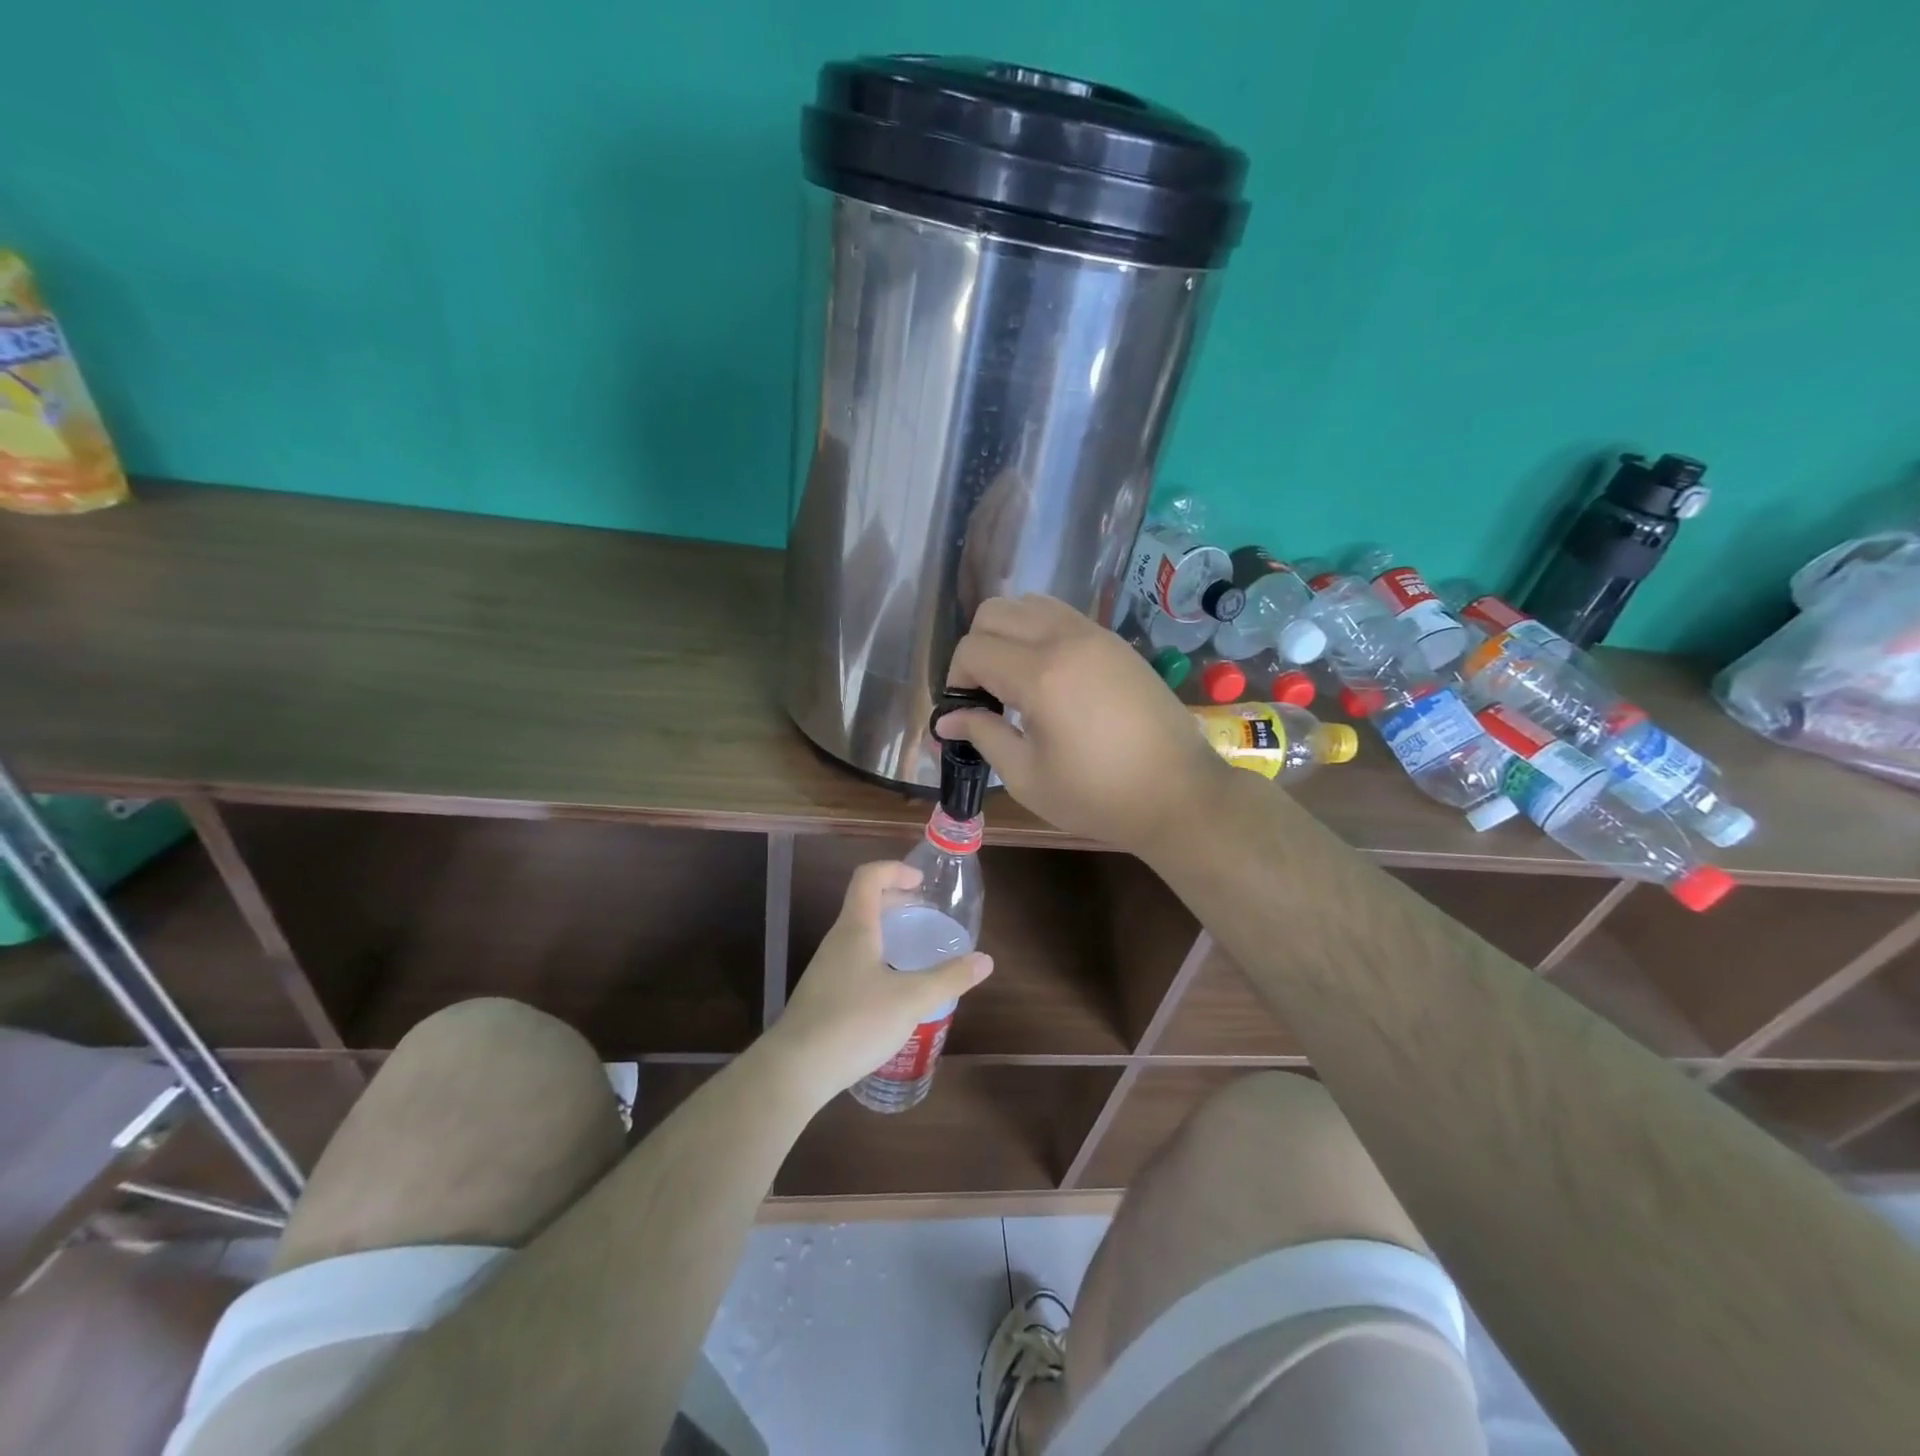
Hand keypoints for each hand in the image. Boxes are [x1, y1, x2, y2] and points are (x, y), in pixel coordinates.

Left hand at [771, 861, 992, 1104]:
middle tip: (926, 912)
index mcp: (856, 928)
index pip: (868, 877)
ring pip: (859, 933)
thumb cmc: (854, 1022)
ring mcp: (826, 968)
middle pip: (864, 903)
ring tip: (914, 948)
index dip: (895, 869)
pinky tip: (893, 987)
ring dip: (887, 930)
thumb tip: (985, 960)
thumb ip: (949, 978)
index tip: (921, 882)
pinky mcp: (823, 994)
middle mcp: (838, 941)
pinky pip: (854, 959)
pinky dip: (877, 956)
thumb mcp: (911, 1000)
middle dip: (896, 900)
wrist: (796, 1069)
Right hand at [938, 595, 1232, 851]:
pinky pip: (1062, 615)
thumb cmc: (1098, 796)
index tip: (965, 713)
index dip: (956, 680)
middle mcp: (1065, 639)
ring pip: (1029, 604)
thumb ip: (983, 737)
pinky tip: (1049, 676)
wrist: (1179, 794)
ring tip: (1015, 680)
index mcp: (1040, 675)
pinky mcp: (1116, 641)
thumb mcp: (1028, 778)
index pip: (973, 650)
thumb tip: (947, 720)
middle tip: (985, 693)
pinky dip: (1039, 631)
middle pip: (994, 612)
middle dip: (976, 648)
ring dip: (1008, 633)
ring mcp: (1095, 634)